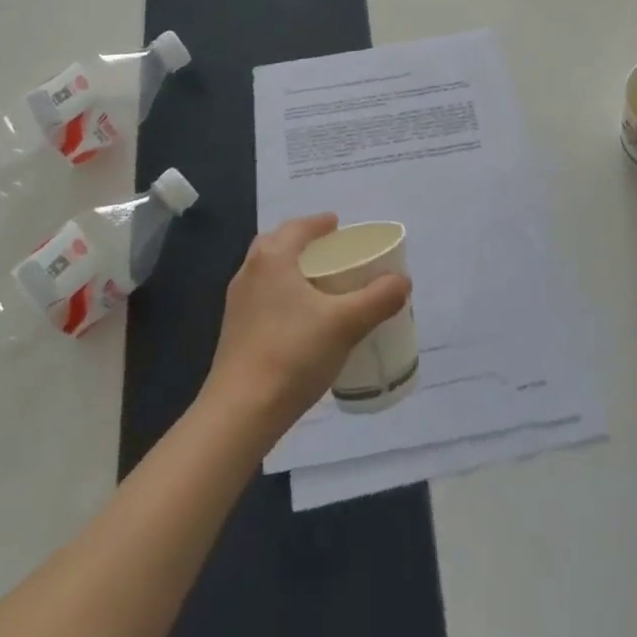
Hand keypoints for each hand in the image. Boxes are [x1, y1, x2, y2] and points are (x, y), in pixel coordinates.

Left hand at [203, 213, 410, 440]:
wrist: (240, 414)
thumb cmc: (293, 354)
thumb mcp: (345, 324)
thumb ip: (378, 298)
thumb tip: (403, 281)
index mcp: (272, 258)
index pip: (298, 227)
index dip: (320, 223)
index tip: (338, 225)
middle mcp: (249, 272)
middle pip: (278, 244)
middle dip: (302, 243)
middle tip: (330, 252)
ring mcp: (237, 304)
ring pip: (267, 272)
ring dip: (291, 269)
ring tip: (319, 284)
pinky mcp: (234, 332)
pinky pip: (262, 298)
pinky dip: (282, 294)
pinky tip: (300, 319)